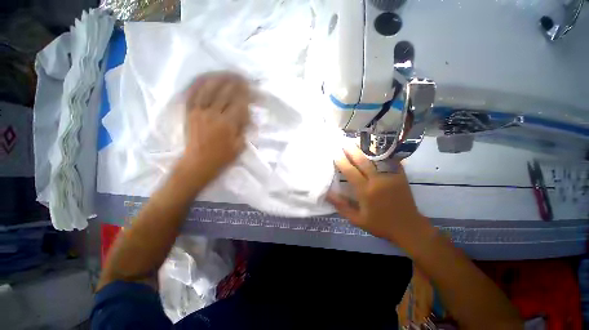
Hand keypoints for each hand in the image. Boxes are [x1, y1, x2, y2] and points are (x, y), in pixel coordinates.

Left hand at [177, 72, 250, 185]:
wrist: (198, 163)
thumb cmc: (222, 157)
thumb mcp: (239, 146)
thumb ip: (243, 128)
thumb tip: (246, 114)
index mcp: (227, 125)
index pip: (239, 104)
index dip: (246, 95)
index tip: (251, 88)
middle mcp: (213, 115)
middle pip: (225, 93)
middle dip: (235, 83)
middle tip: (242, 77)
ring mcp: (199, 112)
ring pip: (209, 89)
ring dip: (219, 79)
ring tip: (227, 73)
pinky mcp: (189, 112)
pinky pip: (193, 94)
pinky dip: (199, 84)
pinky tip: (206, 77)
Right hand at [327, 145, 431, 249]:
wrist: (408, 228)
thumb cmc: (380, 224)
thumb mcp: (357, 220)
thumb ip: (342, 206)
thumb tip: (328, 194)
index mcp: (366, 191)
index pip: (350, 172)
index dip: (341, 161)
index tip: (335, 153)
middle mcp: (377, 181)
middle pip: (363, 161)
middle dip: (352, 150)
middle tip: (344, 142)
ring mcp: (391, 176)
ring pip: (376, 158)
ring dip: (366, 149)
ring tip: (358, 140)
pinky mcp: (401, 176)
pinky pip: (391, 161)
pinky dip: (383, 153)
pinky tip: (378, 146)